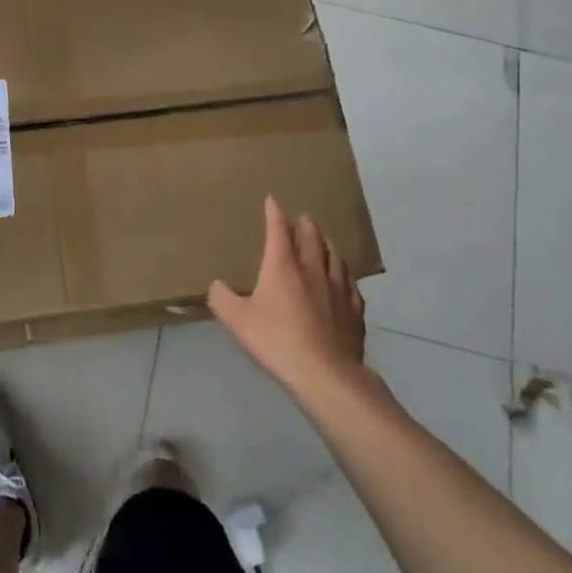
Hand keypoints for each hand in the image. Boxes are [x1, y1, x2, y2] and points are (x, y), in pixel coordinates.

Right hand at [209, 195, 369, 402]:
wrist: (325, 373)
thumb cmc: (276, 340)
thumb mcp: (237, 320)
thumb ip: (222, 299)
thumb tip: (217, 285)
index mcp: (283, 266)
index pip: (278, 230)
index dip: (274, 213)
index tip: (273, 199)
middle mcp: (313, 270)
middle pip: (312, 239)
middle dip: (306, 226)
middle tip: (304, 218)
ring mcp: (339, 290)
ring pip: (335, 259)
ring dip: (328, 246)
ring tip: (325, 242)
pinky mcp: (354, 312)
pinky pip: (351, 286)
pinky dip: (345, 277)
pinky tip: (346, 281)